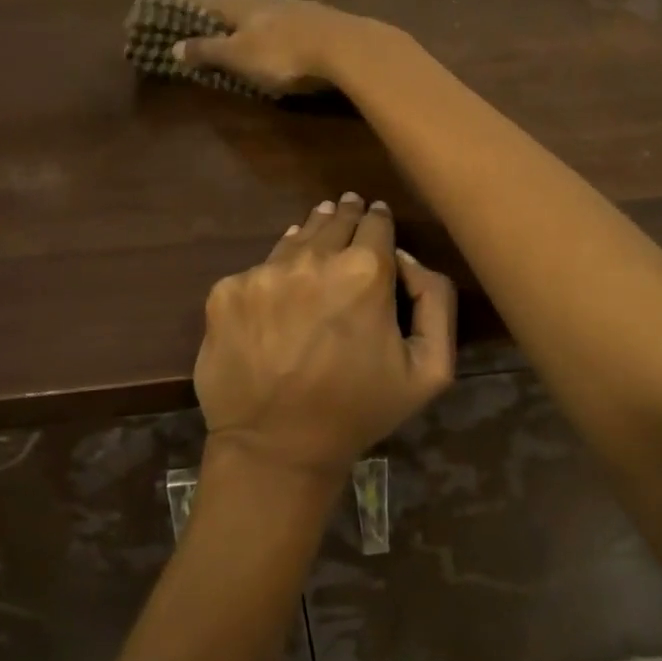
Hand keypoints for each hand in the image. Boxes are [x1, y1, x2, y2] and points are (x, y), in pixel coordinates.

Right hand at [171, 0, 384, 96]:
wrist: (345, 47)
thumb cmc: (283, 54)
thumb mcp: (239, 56)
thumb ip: (208, 50)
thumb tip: (174, 45)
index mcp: (240, 5)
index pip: (208, 2)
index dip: (191, 9)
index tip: (177, 11)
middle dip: (224, 6)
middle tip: (211, 11)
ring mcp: (296, 5)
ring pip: (266, 4)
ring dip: (253, 10)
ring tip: (245, 16)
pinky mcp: (321, 18)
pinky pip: (290, 16)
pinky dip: (279, 20)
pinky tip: (284, 25)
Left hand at [195, 193, 456, 482]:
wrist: (276, 449)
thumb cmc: (359, 410)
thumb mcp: (431, 367)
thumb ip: (435, 298)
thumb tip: (403, 256)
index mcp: (365, 271)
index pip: (376, 222)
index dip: (379, 219)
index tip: (377, 218)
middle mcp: (313, 258)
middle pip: (334, 220)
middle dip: (346, 216)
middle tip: (348, 211)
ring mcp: (264, 273)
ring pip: (295, 239)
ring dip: (310, 236)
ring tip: (316, 237)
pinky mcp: (227, 291)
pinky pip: (258, 270)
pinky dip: (272, 274)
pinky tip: (280, 290)